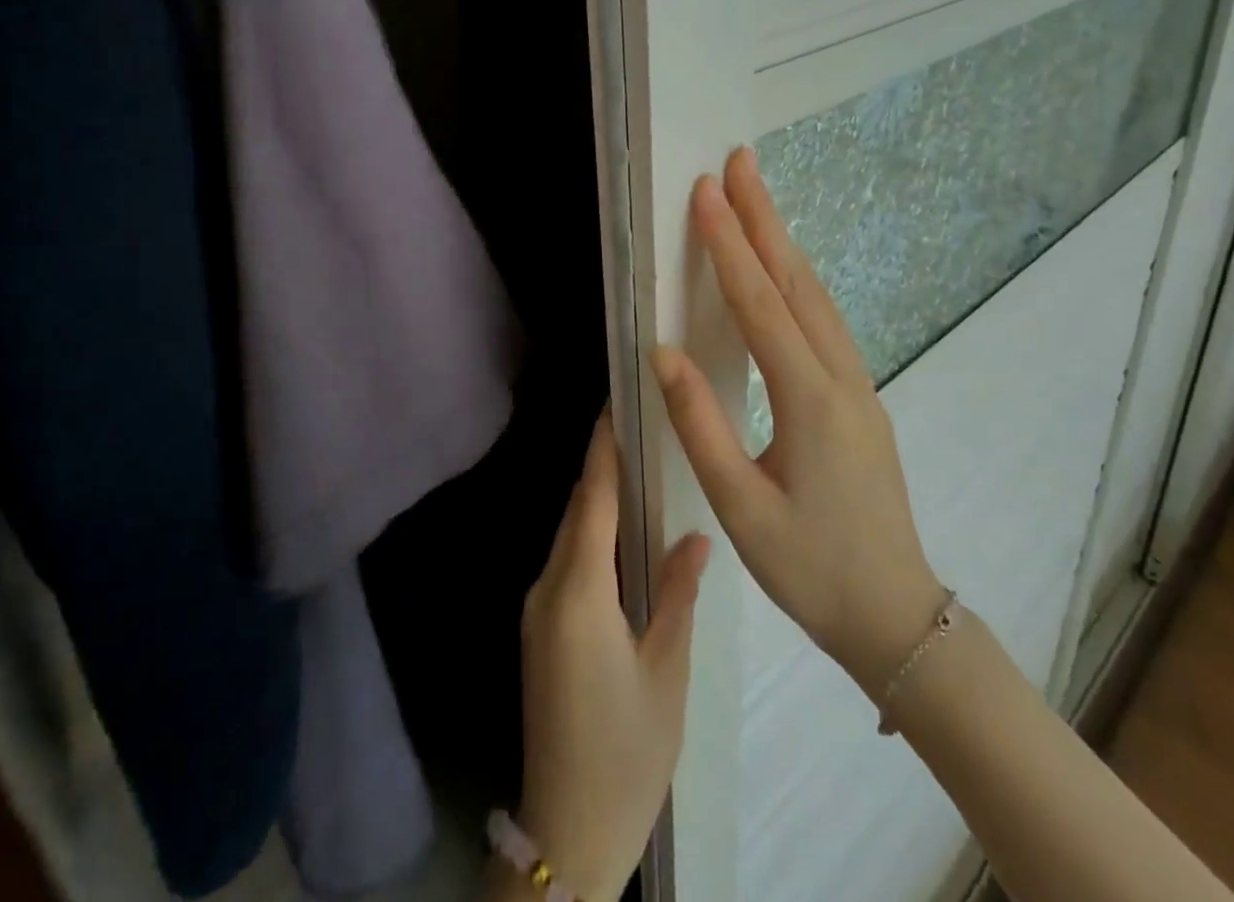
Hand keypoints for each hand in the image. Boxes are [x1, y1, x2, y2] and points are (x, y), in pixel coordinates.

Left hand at [513, 416, 708, 900]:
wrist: (568, 828)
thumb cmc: (628, 752)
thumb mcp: (667, 672)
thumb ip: (678, 595)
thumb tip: (696, 535)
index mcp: (579, 592)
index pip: (591, 500)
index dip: (602, 450)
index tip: (614, 405)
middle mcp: (547, 588)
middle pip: (577, 511)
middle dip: (602, 467)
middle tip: (638, 428)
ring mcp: (537, 608)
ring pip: (569, 535)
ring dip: (596, 500)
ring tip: (637, 470)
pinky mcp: (539, 629)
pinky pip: (565, 562)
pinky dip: (590, 535)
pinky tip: (620, 534)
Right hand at [650, 147, 945, 688]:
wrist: (895, 614)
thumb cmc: (810, 567)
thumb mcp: (740, 506)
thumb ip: (698, 425)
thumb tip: (662, 353)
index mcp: (809, 400)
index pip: (760, 304)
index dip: (729, 245)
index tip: (706, 192)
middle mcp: (840, 378)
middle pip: (797, 281)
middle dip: (765, 218)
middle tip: (740, 163)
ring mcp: (857, 386)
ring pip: (816, 296)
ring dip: (783, 242)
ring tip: (755, 198)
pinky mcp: (859, 398)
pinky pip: (824, 320)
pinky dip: (797, 279)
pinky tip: (782, 269)